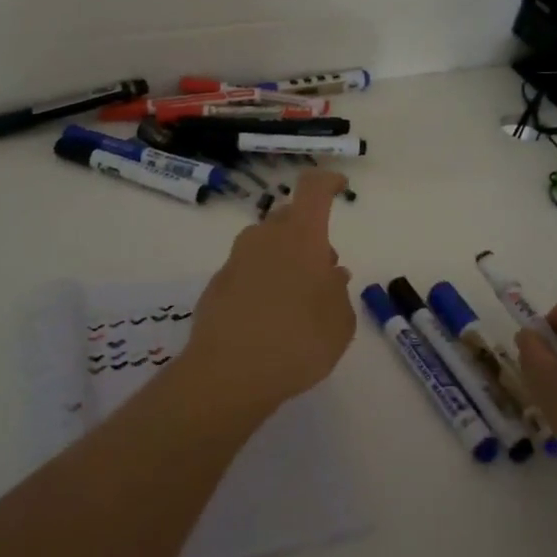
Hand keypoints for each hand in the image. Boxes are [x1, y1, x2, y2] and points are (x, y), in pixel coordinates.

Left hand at [183, 170, 355, 419]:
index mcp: (301, 237)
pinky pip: (247, 270)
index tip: (340, 187)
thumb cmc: (299, 342)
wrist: (229, 374)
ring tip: (297, 298)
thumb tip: (330, 274)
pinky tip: (268, 317)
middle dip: (308, 233)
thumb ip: (338, 292)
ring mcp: (236, 260)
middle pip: (289, 217)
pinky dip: (261, 281)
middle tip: (322, 268)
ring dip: (284, 258)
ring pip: (266, 243)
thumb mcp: (340, 323)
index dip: (328, 181)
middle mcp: (265, 238)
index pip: (313, 189)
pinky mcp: (216, 284)